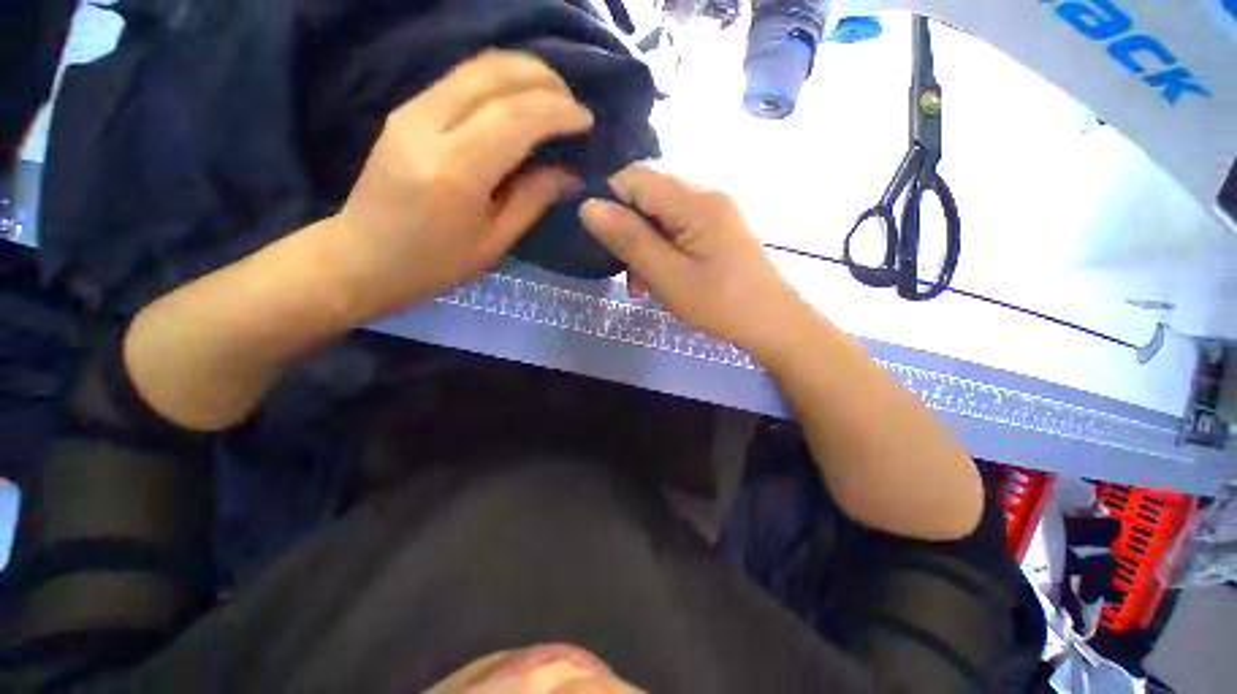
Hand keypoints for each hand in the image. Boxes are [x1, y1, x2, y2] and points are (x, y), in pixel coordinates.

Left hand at [327, 50, 593, 320]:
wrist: (363, 258)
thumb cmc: (435, 263)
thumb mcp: (494, 242)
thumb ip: (533, 200)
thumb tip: (572, 175)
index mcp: (455, 169)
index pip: (515, 117)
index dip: (558, 112)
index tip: (587, 121)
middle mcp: (428, 124)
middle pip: (494, 73)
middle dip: (544, 80)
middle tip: (574, 105)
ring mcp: (411, 109)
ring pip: (476, 66)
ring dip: (523, 73)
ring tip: (554, 99)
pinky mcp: (405, 109)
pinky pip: (460, 78)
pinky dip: (499, 80)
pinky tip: (520, 101)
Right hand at [580, 166, 806, 357]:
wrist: (773, 324)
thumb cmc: (719, 304)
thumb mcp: (667, 276)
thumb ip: (629, 239)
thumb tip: (588, 206)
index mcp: (694, 200)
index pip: (634, 177)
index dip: (610, 204)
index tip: (605, 244)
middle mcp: (705, 194)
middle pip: (647, 196)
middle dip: (629, 232)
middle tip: (628, 273)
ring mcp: (715, 212)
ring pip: (661, 215)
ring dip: (645, 246)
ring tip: (643, 285)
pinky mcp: (718, 229)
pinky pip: (679, 229)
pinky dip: (663, 250)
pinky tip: (662, 278)